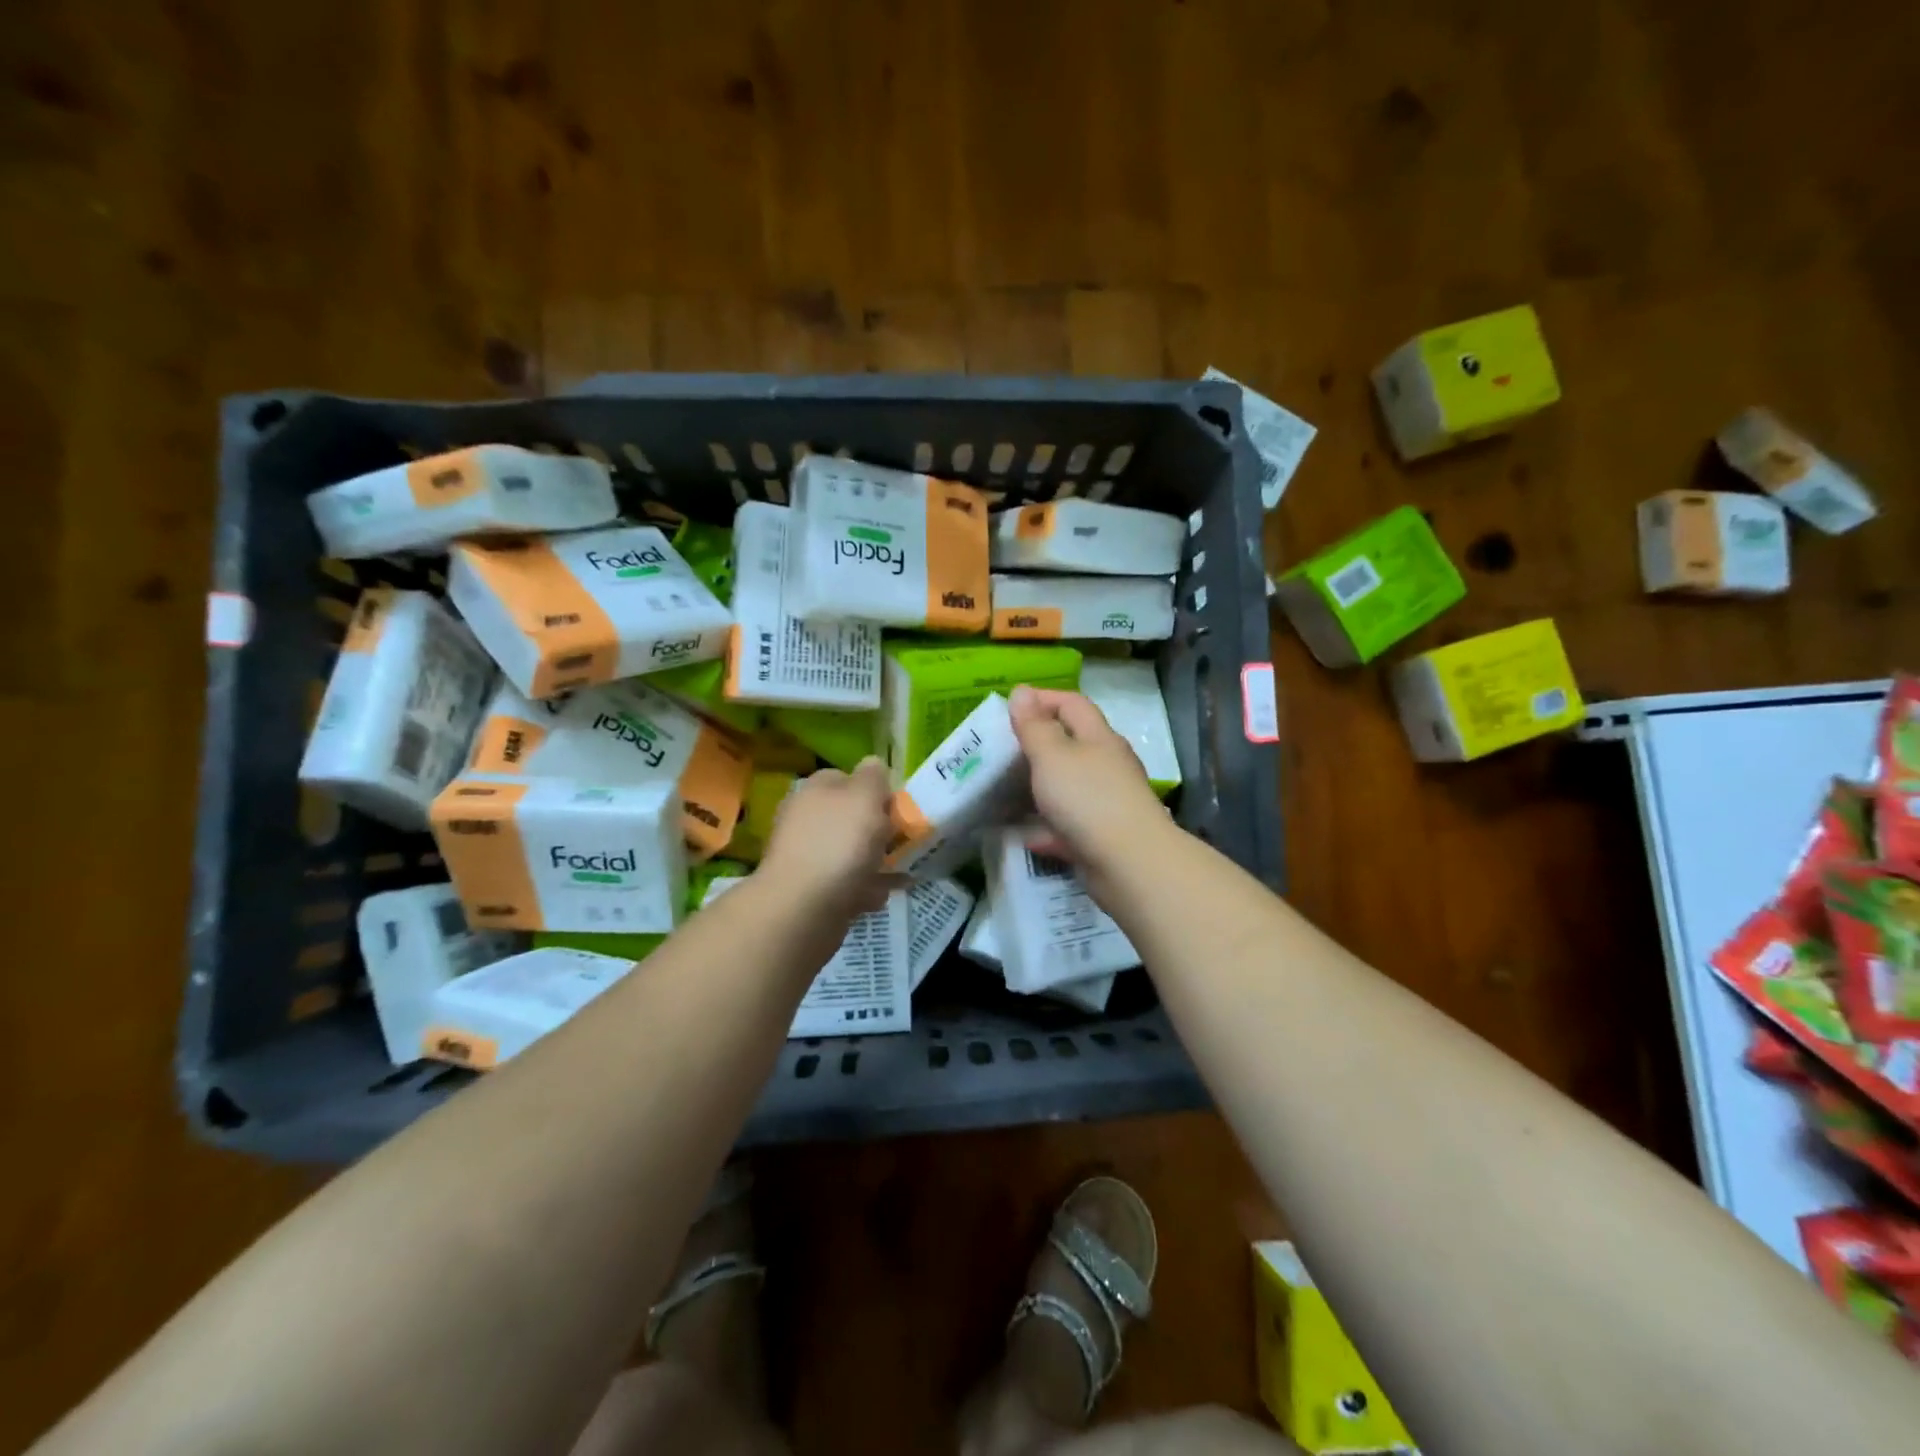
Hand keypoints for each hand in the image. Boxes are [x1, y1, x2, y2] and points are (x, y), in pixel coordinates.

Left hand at [759, 757, 897, 918]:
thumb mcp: (865, 796)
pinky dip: (863, 887)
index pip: (847, 777)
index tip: (898, 808)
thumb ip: (873, 776)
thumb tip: (873, 764)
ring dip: (875, 861)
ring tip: (899, 873)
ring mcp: (805, 855)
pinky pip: (845, 882)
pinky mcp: (809, 889)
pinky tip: (878, 896)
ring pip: (850, 851)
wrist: (802, 908)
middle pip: (850, 816)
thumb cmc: (839, 844)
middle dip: (878, 830)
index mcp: (815, 790)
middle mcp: (805, 818)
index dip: (875, 790)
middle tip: (902, 842)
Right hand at [1008, 686, 1170, 886]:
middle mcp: (1107, 765)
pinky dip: (1046, 828)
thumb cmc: (1087, 798)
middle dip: (1038, 745)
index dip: (1042, 699)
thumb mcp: (1052, 756)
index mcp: (1098, 738)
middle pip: (1072, 744)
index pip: (1073, 704)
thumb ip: (1034, 726)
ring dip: (1041, 787)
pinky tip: (1024, 835)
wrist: (1129, 863)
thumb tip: (1022, 691)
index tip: (1009, 708)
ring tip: (1006, 791)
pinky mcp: (1102, 837)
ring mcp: (1108, 802)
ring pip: (1070, 786)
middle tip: (1001, 751)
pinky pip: (1068, 826)